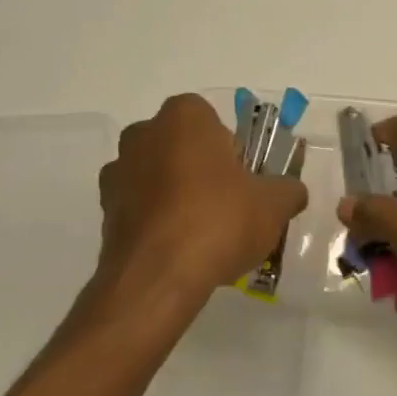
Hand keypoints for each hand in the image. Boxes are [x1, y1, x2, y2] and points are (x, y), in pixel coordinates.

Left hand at [98, 94, 307, 310]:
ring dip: (177, 195)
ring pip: (158, 176)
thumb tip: (292, 192)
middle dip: (201, 168)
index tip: (244, 178)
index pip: (211, 119)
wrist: (157, 279)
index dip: (231, 148)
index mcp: (184, 117)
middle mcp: (143, 134)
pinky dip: (158, 221)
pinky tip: (180, 250)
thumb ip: (288, 190)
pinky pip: (140, 207)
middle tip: (227, 204)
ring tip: (203, 234)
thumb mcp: (273, 204)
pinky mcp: (104, 212)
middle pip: (182, 145)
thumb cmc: (219, 221)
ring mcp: (118, 173)